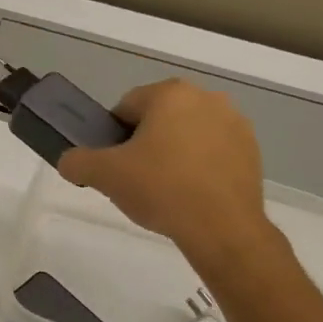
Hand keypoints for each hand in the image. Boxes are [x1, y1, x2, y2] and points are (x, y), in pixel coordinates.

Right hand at [58, 79, 279, 274]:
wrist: (222, 228)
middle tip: (134, 179)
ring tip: (164, 191)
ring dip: (172, 154)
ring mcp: (234, 123)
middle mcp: (206, 98)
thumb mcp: (104, 176)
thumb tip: (70, 162)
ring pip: (186, 135)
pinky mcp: (252, 151)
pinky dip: (198, 167)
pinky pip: (212, 152)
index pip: (125, 107)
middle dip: (143, 144)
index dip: (111, 136)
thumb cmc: (161, 189)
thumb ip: (77, 162)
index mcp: (170, 94)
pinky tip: (190, 195)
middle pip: (158, 119)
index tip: (112, 165)